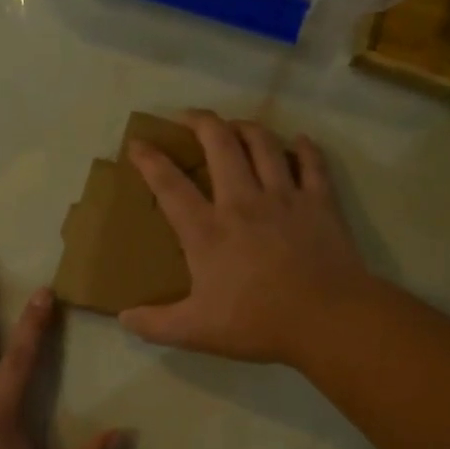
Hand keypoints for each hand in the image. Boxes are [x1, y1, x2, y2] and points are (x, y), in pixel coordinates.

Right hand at [121, 111, 375, 365]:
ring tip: (236, 125)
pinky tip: (299, 141)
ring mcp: (284, 196)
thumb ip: (156, 324)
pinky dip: (305, 148)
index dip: (149, 160)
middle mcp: (242, 201)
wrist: (326, 318)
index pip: (170, 185)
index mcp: (207, 230)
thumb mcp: (196, 331)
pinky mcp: (319, 202)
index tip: (138, 142)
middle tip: (188, 117)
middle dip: (201, 122)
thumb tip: (123, 318)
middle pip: (219, 144)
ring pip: (263, 144)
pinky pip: (312, 163)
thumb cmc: (258, 323)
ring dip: (246, 127)